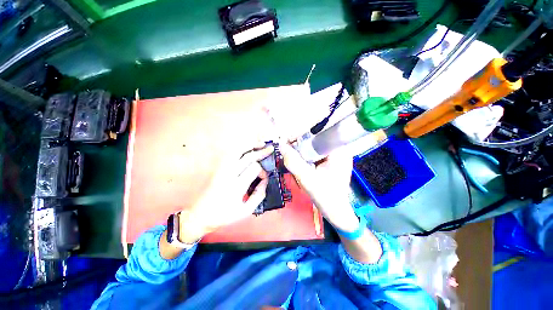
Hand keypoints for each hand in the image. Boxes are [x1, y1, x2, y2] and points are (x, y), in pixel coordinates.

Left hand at [177, 145, 273, 242]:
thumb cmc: (224, 216)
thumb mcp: (246, 211)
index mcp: (236, 187)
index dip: (263, 171)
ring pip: (236, 151)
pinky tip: (247, 148)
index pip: (254, 169)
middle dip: (260, 152)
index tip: (264, 177)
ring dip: (249, 146)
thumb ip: (259, 196)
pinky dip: (240, 149)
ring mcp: (221, 170)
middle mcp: (228, 174)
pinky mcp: (217, 168)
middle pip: (247, 157)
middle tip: (270, 149)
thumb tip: (265, 180)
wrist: (200, 216)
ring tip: (259, 143)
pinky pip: (230, 154)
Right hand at [278, 142, 359, 232]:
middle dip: (300, 144)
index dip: (301, 136)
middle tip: (287, 150)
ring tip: (291, 155)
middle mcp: (340, 150)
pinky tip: (300, 161)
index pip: (318, 134)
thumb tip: (281, 146)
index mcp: (339, 151)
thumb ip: (294, 162)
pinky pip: (317, 153)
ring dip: (302, 150)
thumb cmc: (325, 197)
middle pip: (316, 139)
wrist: (336, 211)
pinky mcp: (332, 161)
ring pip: (315, 146)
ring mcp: (337, 156)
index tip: (287, 141)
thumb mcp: (307, 179)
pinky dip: (307, 156)